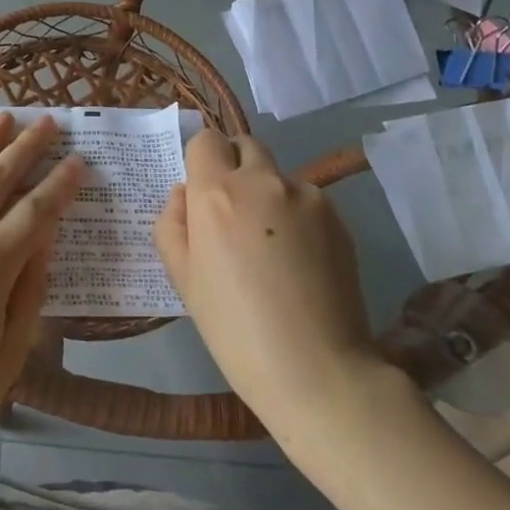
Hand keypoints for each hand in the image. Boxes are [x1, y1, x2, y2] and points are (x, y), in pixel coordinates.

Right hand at [154, 131, 388, 439]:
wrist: (316, 370)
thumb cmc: (234, 327)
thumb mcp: (182, 278)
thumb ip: (171, 223)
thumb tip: (184, 194)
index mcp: (216, 192)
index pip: (205, 140)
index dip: (200, 160)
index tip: (202, 193)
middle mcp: (262, 180)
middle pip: (244, 145)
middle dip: (234, 167)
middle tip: (233, 214)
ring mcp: (306, 196)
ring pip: (277, 175)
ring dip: (268, 193)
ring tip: (271, 246)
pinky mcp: (338, 217)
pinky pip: (306, 200)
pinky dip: (297, 215)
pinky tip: (299, 260)